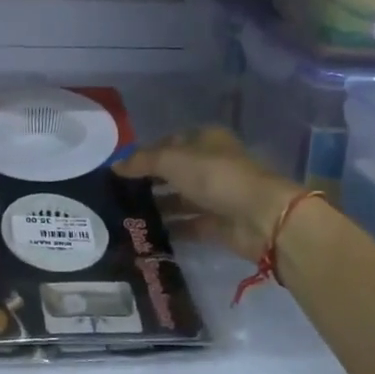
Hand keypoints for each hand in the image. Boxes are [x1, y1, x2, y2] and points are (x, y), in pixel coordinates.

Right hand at [116, 126, 301, 261]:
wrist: (260, 217)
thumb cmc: (215, 176)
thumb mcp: (172, 160)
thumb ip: (142, 162)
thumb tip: (114, 166)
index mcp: (205, 140)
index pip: (169, 142)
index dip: (145, 153)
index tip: (120, 169)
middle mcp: (211, 165)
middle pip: (174, 172)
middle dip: (149, 182)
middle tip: (118, 194)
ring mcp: (216, 196)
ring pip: (180, 199)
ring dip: (157, 206)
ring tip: (125, 215)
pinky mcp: (218, 225)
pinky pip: (188, 225)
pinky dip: (170, 229)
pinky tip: (145, 233)